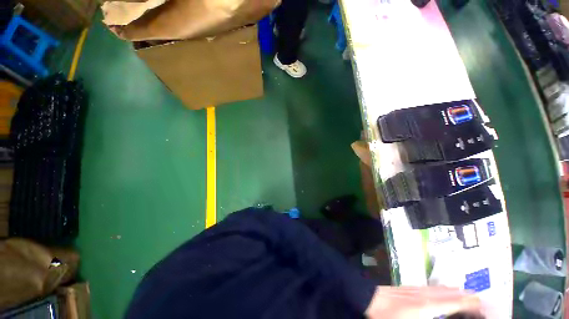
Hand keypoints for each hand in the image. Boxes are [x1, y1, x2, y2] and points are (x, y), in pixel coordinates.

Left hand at [364, 286, 482, 318]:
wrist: (367, 298)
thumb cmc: (386, 316)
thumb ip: (429, 317)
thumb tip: (439, 313)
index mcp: (425, 306)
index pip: (451, 303)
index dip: (467, 303)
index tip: (482, 303)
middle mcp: (422, 295)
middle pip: (447, 294)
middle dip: (464, 296)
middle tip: (479, 299)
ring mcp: (414, 290)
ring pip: (438, 289)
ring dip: (452, 292)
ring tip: (466, 293)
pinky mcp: (407, 289)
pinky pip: (427, 288)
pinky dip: (439, 289)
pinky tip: (441, 290)